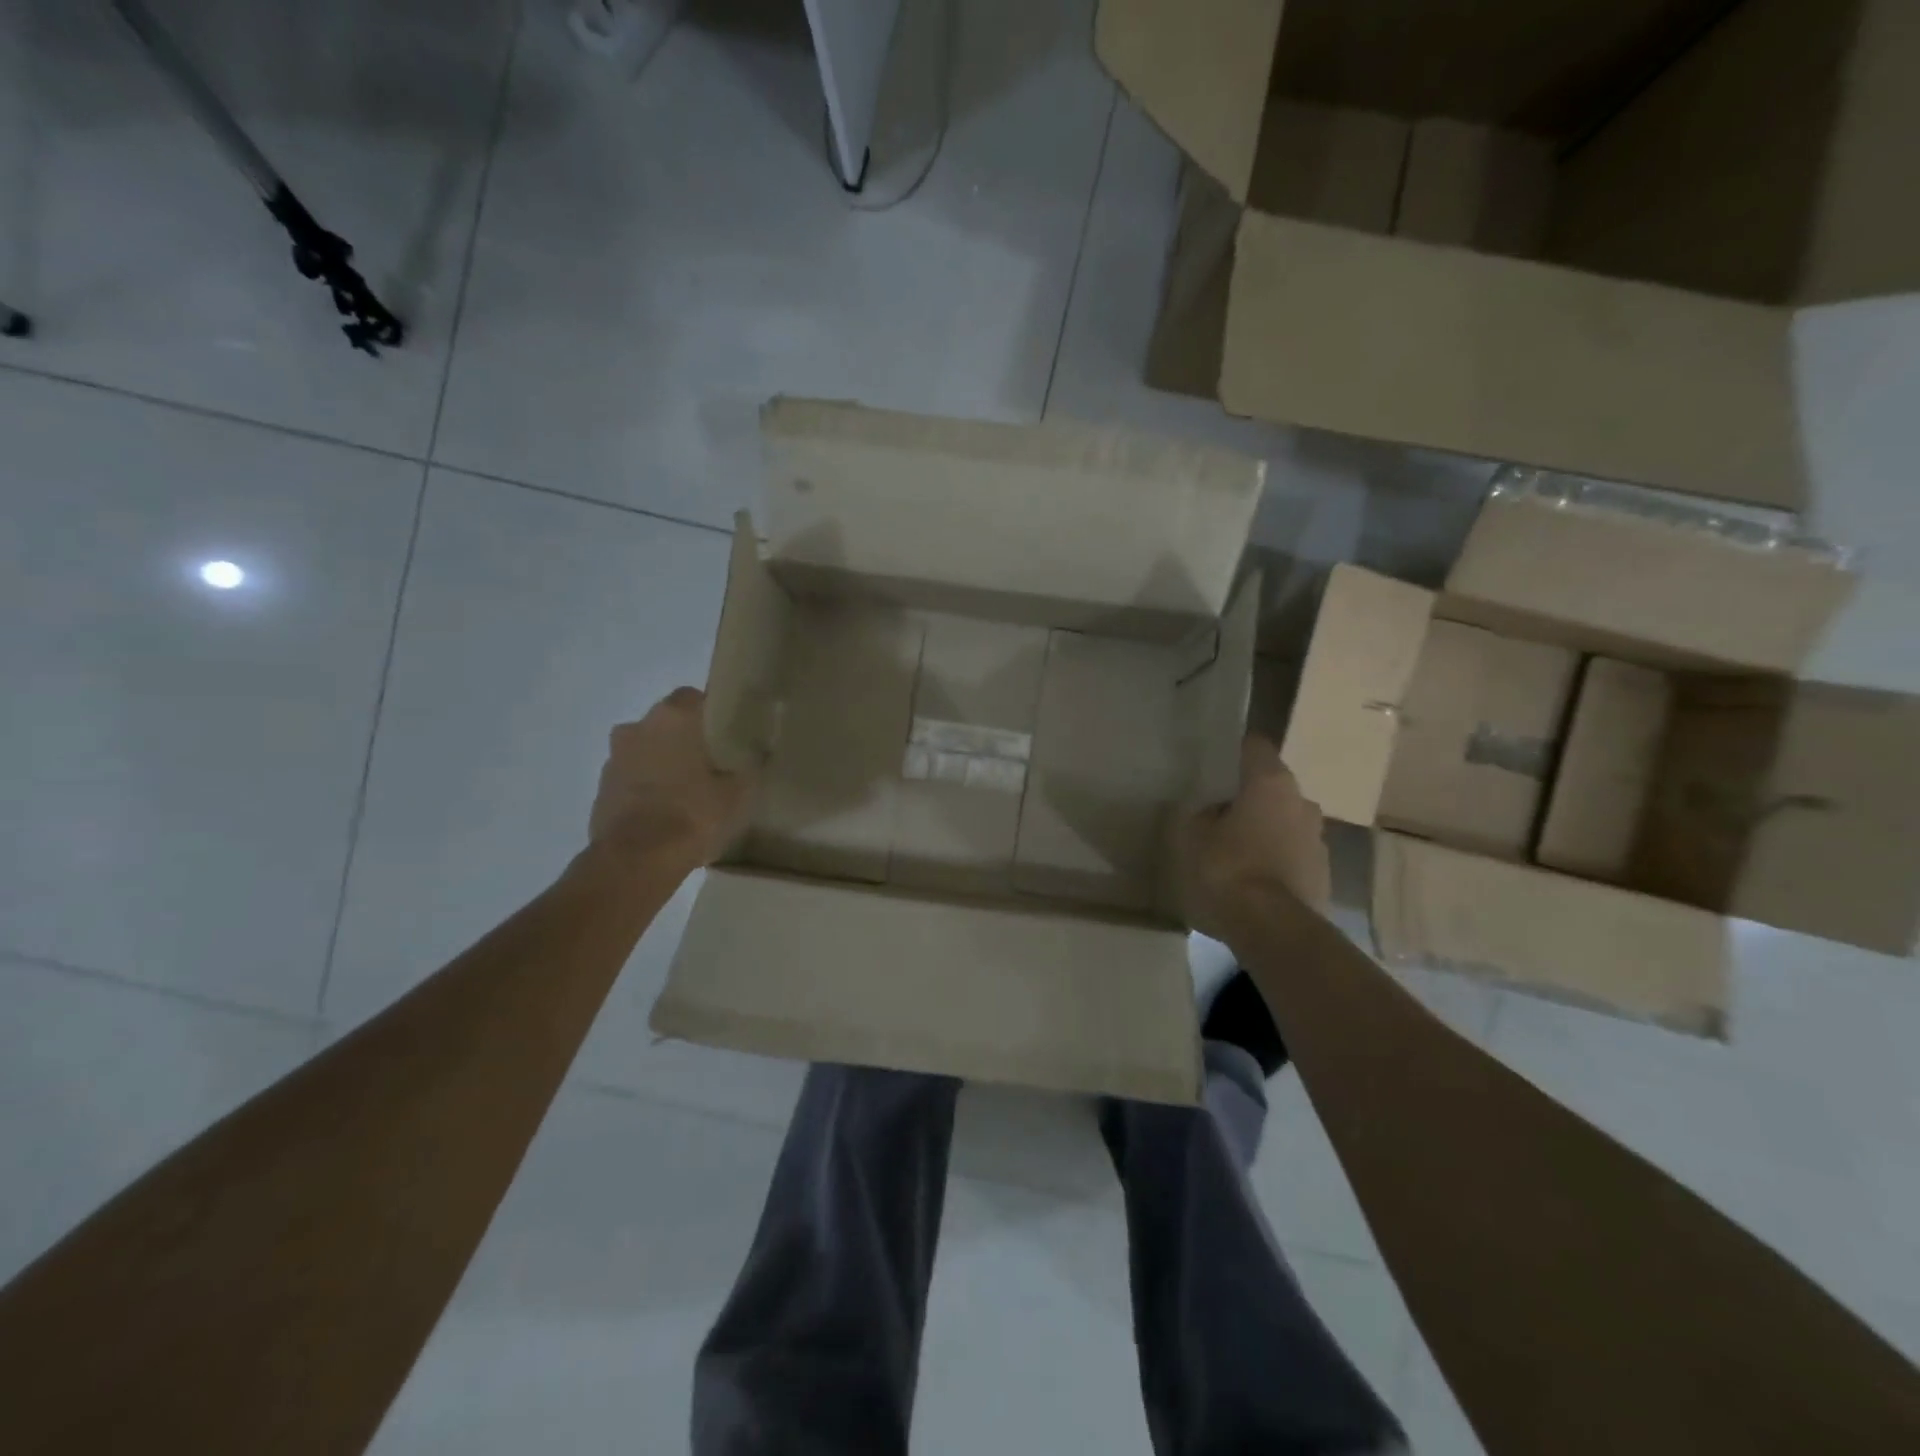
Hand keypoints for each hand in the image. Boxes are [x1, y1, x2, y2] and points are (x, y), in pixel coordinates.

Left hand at [589, 688, 755, 867]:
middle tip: (711, 762)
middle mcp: (638, 727)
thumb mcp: (738, 793)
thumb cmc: (693, 814)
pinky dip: (646, 786)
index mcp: (673, 718)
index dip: (712, 713)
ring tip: (687, 790)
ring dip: (662, 762)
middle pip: (668, 722)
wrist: (636, 860)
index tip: (729, 733)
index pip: (695, 697)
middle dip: (686, 738)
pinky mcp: (601, 788)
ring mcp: (614, 758)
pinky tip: (665, 810)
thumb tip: (754, 757)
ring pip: (646, 749)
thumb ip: (747, 768)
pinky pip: (631, 777)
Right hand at [1175, 734, 1330, 936]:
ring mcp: (1318, 839)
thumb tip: (1213, 811)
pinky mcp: (1324, 874)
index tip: (1216, 764)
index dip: (1235, 752)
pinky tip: (1254, 880)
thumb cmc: (1227, 868)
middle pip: (1273, 787)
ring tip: (1237, 852)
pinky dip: (1277, 860)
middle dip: (1250, 798)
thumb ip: (1202, 814)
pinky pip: (1294, 855)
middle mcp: (1303, 802)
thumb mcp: (1192, 836)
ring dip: (1266, 831)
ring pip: (1286, 822)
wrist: (1273, 928)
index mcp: (1271, 783)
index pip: (1255, 747)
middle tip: (1220, 814)